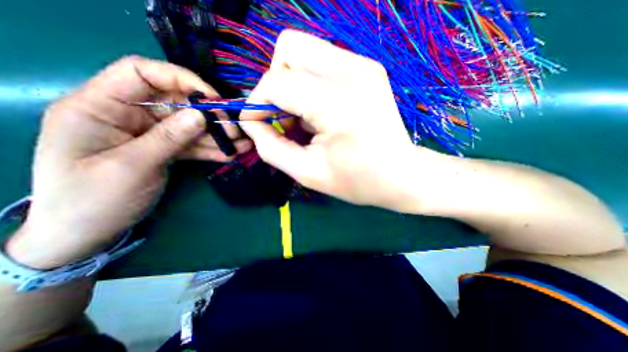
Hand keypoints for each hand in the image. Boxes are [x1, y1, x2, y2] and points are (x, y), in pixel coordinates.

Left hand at [8, 56, 251, 268]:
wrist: (87, 232)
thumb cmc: (93, 200)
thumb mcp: (132, 167)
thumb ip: (168, 138)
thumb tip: (201, 115)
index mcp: (100, 106)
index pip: (141, 73)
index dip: (180, 78)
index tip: (212, 98)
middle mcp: (128, 114)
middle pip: (175, 102)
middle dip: (209, 114)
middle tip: (235, 129)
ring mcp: (149, 133)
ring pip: (189, 125)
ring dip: (217, 135)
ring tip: (242, 144)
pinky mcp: (164, 149)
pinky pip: (191, 144)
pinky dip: (211, 149)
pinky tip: (231, 154)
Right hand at [240, 30, 451, 210]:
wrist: (401, 175)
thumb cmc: (358, 180)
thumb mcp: (308, 173)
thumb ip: (271, 148)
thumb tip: (252, 123)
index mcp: (338, 102)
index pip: (277, 82)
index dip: (257, 103)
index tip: (256, 124)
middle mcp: (352, 71)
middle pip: (288, 48)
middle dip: (274, 84)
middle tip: (283, 118)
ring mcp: (363, 65)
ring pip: (304, 50)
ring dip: (291, 83)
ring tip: (302, 119)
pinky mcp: (366, 69)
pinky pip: (321, 62)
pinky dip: (309, 84)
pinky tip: (319, 113)